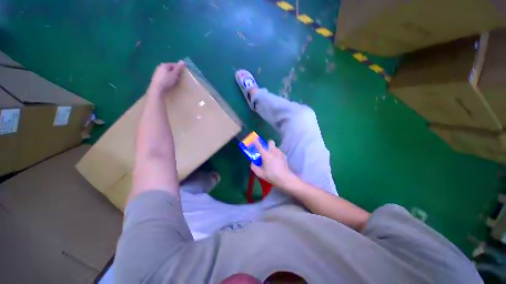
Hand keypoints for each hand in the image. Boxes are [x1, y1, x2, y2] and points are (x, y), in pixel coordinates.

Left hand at [148, 61, 184, 94]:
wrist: (157, 89)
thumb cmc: (167, 81)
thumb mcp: (174, 74)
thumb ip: (178, 68)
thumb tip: (183, 61)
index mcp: (164, 65)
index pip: (174, 64)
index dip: (179, 68)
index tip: (183, 73)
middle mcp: (160, 67)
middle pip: (170, 68)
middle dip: (175, 72)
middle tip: (180, 77)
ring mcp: (157, 72)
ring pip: (167, 72)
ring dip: (172, 76)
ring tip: (175, 81)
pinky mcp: (156, 78)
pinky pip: (164, 76)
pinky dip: (168, 78)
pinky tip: (169, 83)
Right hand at [250, 139, 298, 189]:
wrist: (284, 178)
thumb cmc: (271, 176)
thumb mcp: (259, 173)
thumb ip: (253, 167)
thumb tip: (252, 162)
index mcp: (266, 155)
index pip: (259, 145)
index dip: (256, 141)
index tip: (254, 139)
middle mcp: (273, 151)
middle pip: (270, 142)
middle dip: (267, 144)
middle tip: (264, 151)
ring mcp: (279, 152)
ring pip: (274, 147)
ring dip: (271, 150)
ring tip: (270, 158)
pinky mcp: (284, 155)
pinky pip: (278, 151)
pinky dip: (275, 154)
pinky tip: (275, 161)